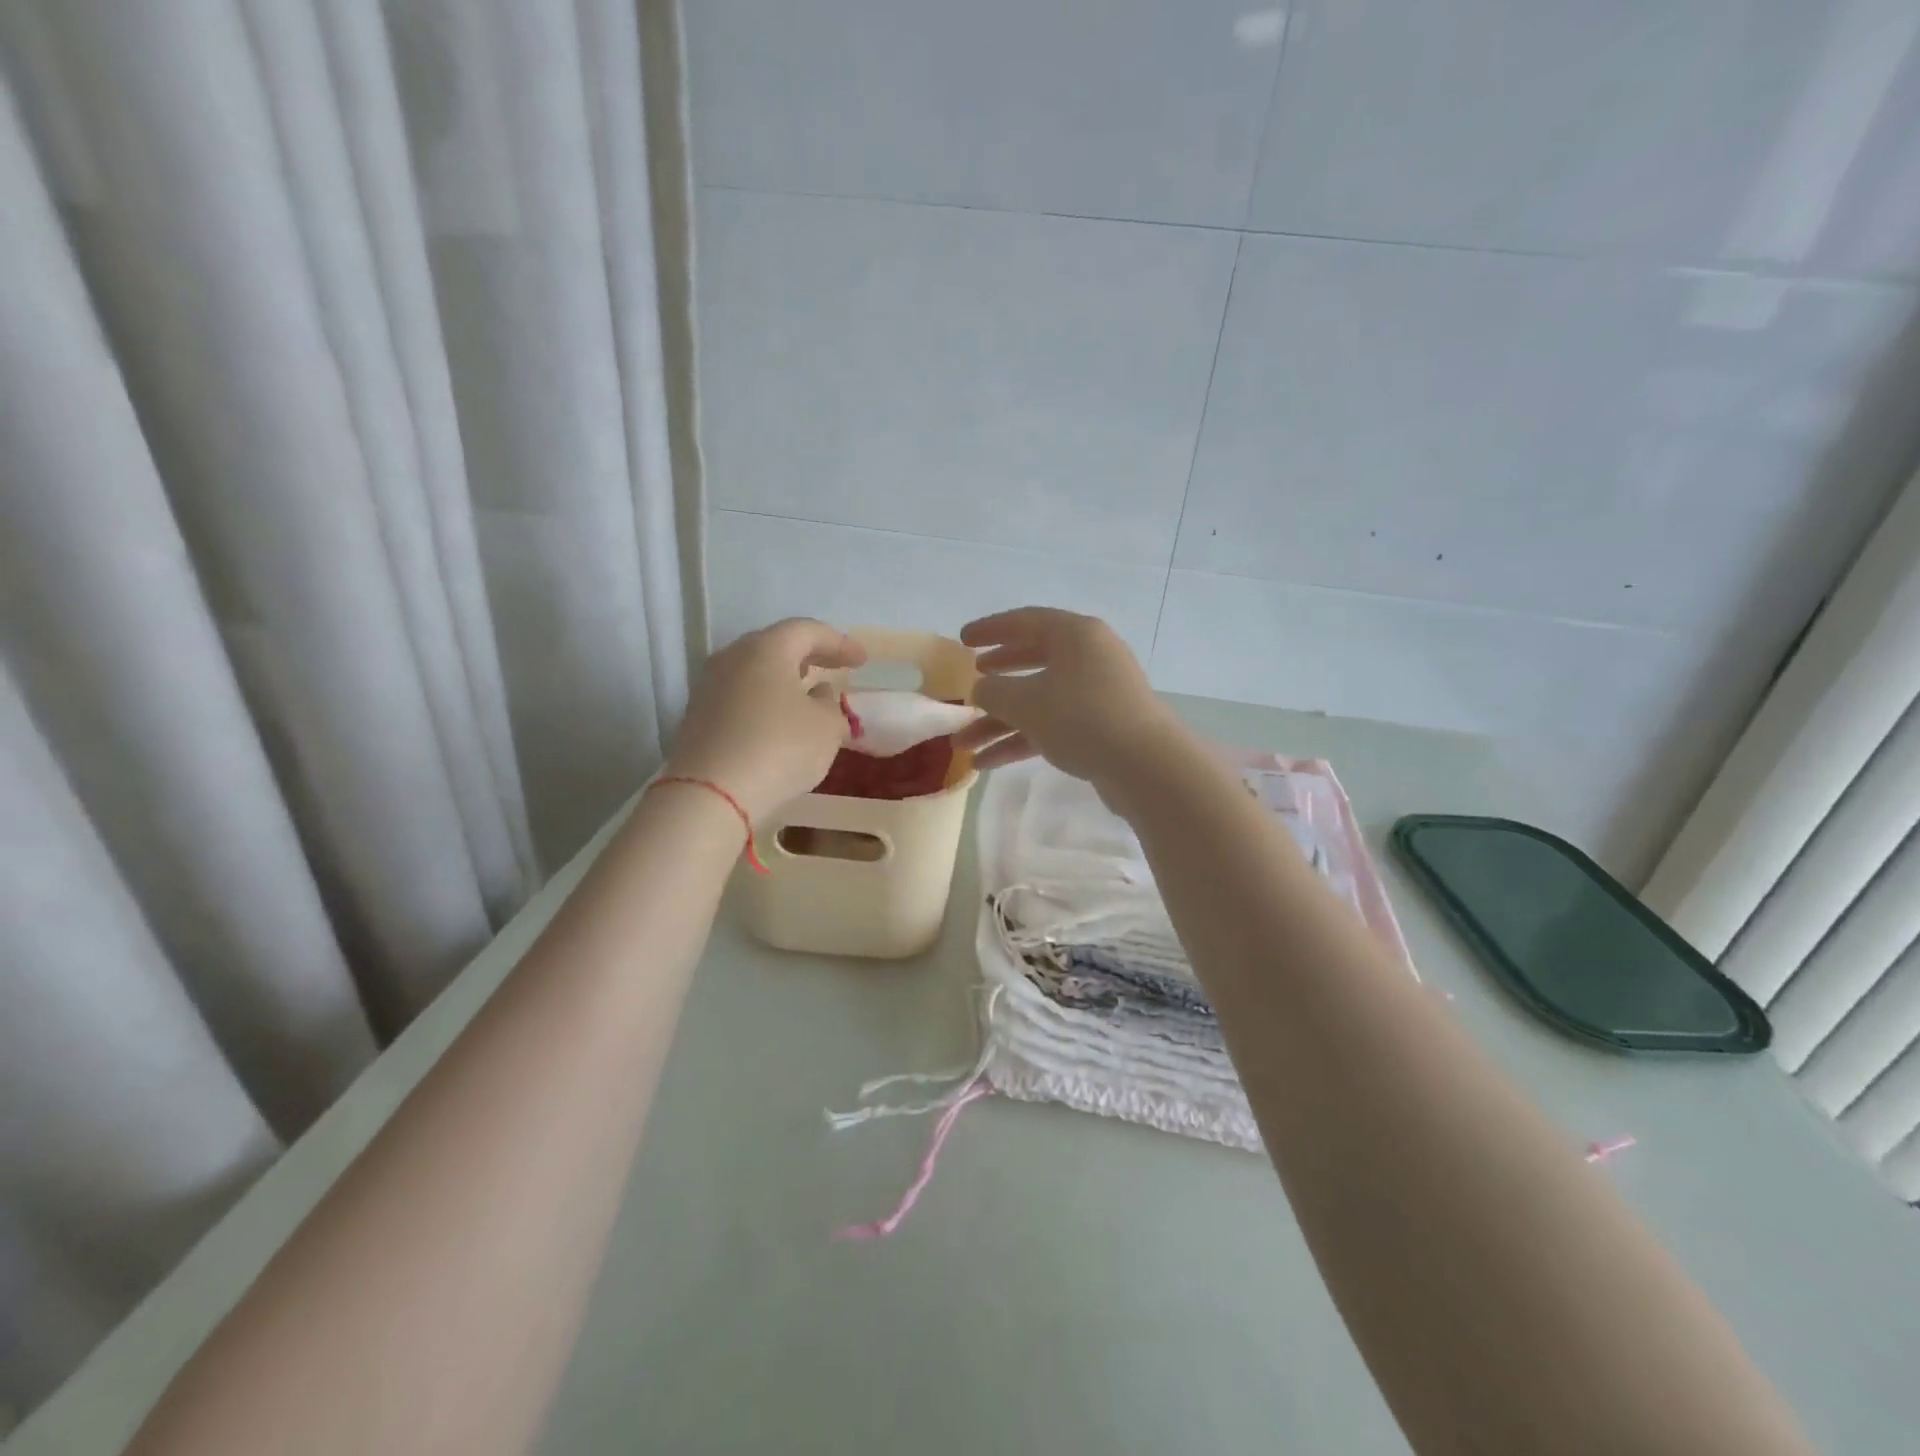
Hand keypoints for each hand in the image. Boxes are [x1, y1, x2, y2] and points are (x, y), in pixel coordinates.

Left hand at [663, 619, 865, 820]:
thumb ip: (830, 704)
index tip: (862, 660)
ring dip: (784, 678)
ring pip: (754, 670)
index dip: (839, 643)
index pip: (807, 631)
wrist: (710, 795)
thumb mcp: (827, 728)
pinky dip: (764, 699)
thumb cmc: (779, 749)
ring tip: (807, 692)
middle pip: (776, 645)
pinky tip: (778, 719)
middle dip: (809, 655)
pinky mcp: (697, 716)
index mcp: (766, 648)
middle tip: (834, 667)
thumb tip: (818, 694)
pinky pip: (740, 695)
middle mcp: (732, 657)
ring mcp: (709, 686)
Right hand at [954, 608, 1189, 792]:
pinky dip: (1022, 740)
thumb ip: (993, 691)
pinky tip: (988, 763)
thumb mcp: (1025, 702)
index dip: (990, 630)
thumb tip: (981, 689)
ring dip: (1000, 722)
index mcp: (1075, 635)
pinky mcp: (1101, 727)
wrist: (1144, 766)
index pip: (1025, 621)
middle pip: (1033, 660)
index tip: (962, 640)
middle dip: (997, 678)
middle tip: (971, 682)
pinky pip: (1053, 725)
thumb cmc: (1081, 718)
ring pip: (1039, 700)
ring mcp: (1097, 694)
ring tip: (963, 743)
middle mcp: (1089, 657)